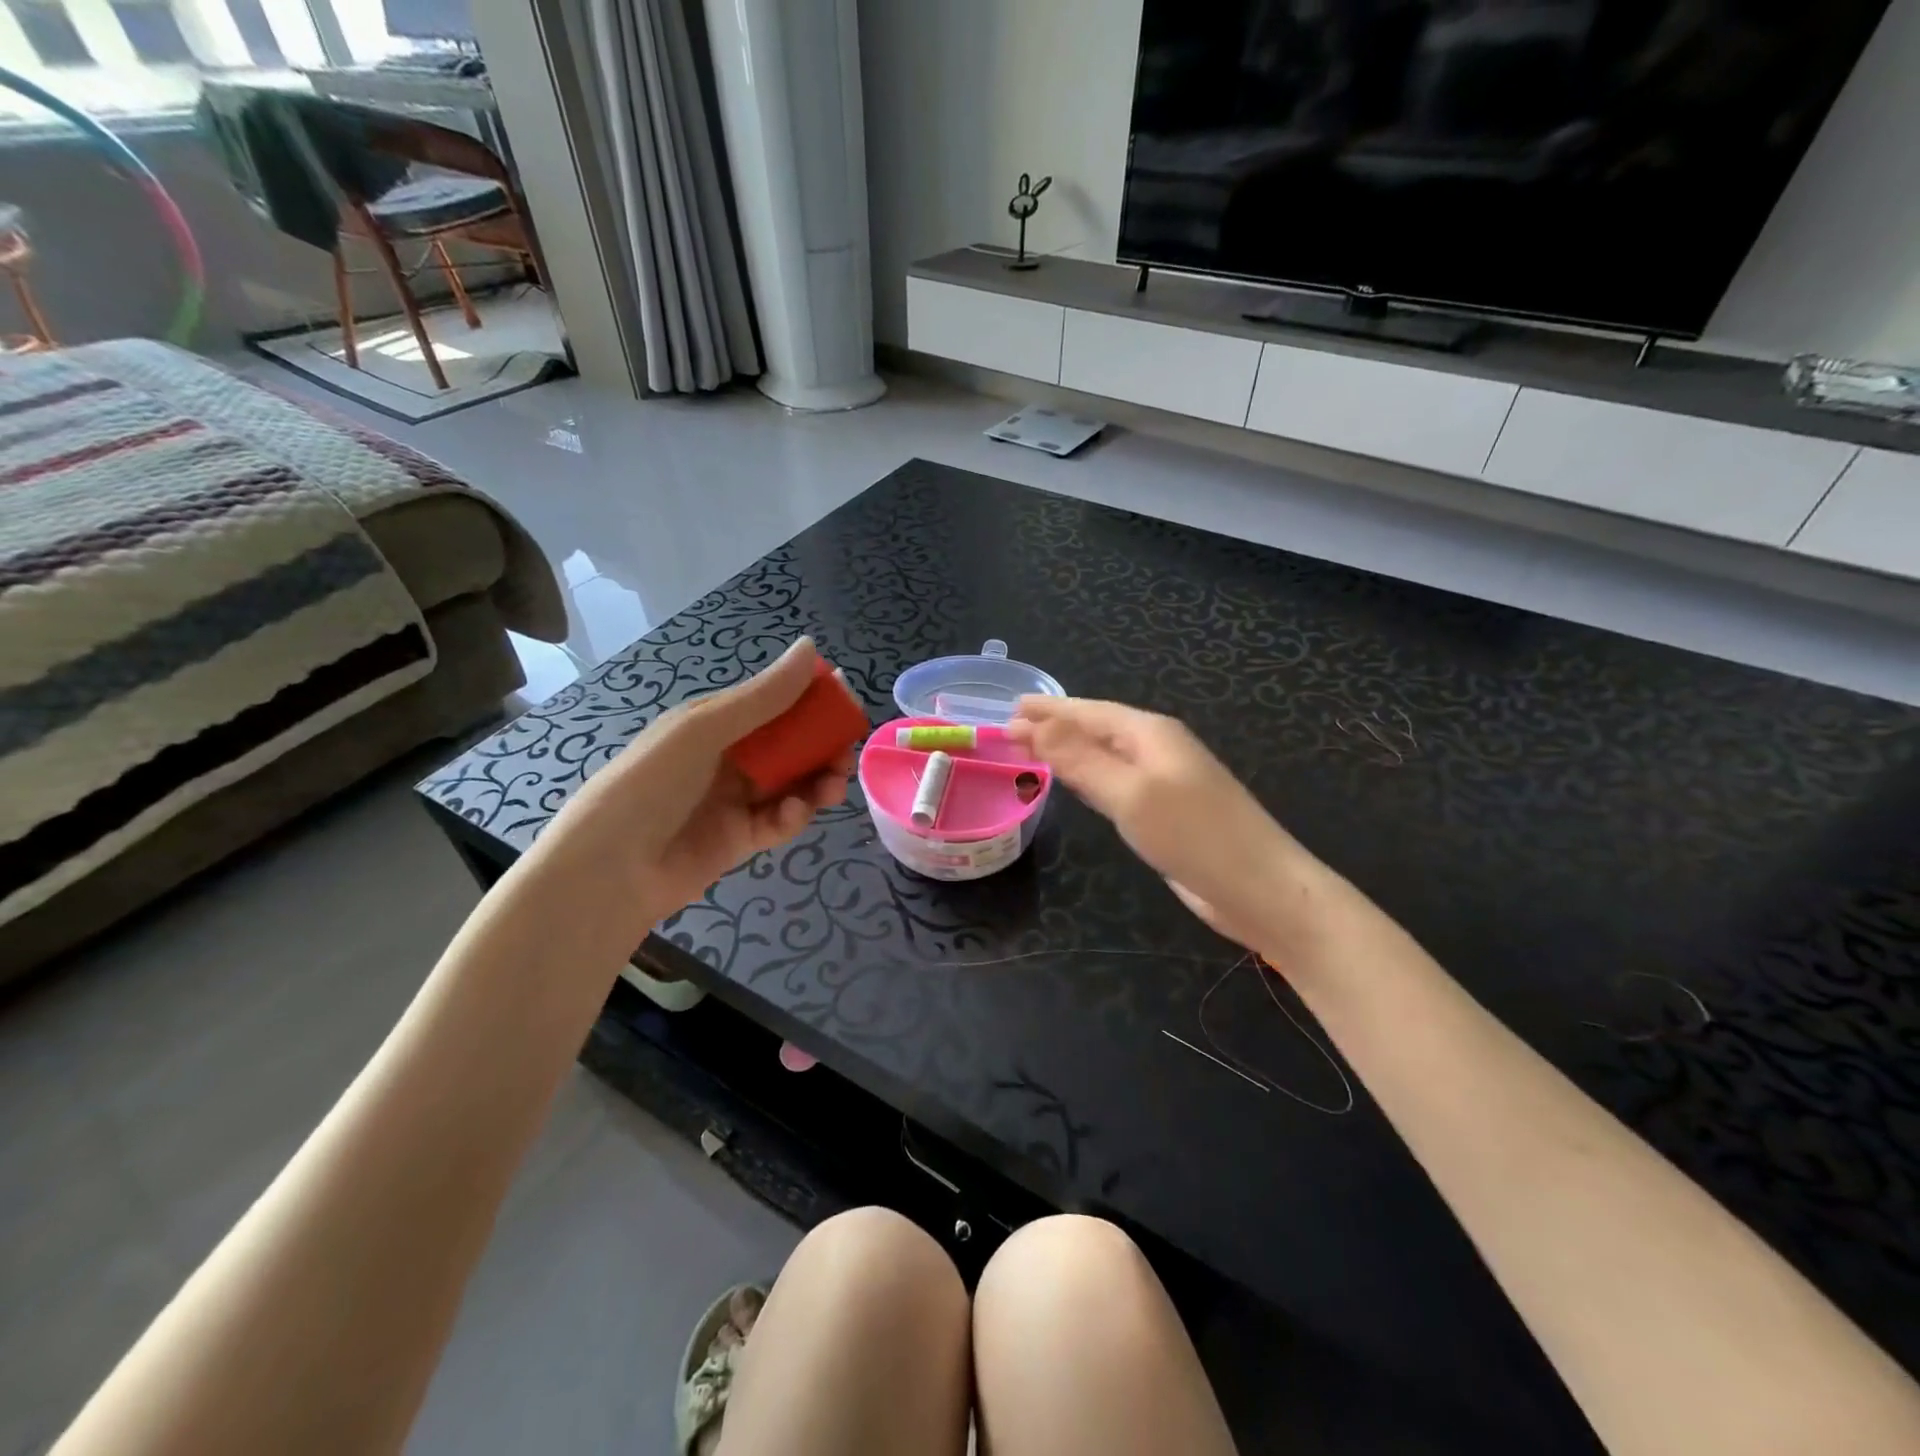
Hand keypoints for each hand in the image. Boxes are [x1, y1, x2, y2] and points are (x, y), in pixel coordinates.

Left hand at [533, 639, 854, 938]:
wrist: (609, 871)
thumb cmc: (651, 784)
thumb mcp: (704, 730)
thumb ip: (763, 696)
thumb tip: (811, 647)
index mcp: (713, 723)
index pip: (772, 703)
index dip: (810, 701)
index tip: (845, 702)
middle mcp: (727, 758)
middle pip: (788, 746)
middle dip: (821, 747)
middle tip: (844, 755)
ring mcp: (734, 800)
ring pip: (791, 783)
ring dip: (816, 781)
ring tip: (832, 786)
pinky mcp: (741, 839)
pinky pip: (778, 820)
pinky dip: (793, 815)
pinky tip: (794, 813)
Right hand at [1006, 696, 1304, 948]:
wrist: (1260, 889)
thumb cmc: (1194, 835)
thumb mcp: (1130, 793)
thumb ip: (1081, 759)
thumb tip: (1036, 724)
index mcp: (1151, 734)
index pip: (1088, 712)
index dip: (1048, 711)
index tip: (1009, 710)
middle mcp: (1157, 750)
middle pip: (1096, 730)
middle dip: (1055, 727)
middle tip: (1011, 728)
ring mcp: (1163, 782)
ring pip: (1105, 756)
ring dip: (1069, 752)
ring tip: (1033, 750)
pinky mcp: (1165, 813)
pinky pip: (1115, 784)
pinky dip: (1087, 778)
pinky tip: (1075, 785)